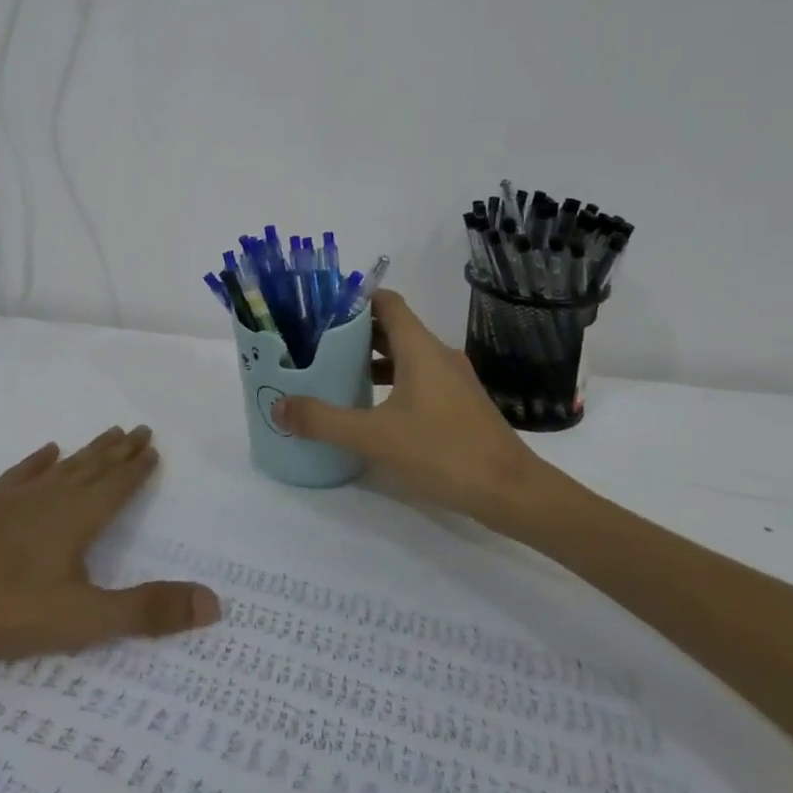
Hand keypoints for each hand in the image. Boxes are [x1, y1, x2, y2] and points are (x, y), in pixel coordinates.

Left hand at [0, 425, 220, 659]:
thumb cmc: (8, 606)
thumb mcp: (84, 618)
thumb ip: (147, 610)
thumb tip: (213, 603)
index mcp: (80, 518)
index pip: (118, 486)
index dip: (138, 469)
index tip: (153, 447)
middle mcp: (54, 497)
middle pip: (95, 467)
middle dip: (120, 451)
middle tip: (139, 429)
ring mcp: (18, 497)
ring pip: (65, 466)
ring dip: (89, 450)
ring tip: (108, 433)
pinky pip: (23, 473)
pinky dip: (39, 461)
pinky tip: (47, 450)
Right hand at [273, 290, 588, 529]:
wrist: (513, 492)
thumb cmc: (444, 452)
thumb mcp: (375, 437)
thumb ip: (324, 420)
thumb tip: (278, 405)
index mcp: (420, 348)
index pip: (386, 302)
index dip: (353, 300)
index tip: (319, 309)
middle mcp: (437, 354)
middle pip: (392, 327)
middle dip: (354, 331)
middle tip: (316, 342)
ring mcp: (452, 379)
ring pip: (406, 354)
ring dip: (372, 358)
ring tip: (336, 372)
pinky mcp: (459, 403)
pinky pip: (418, 377)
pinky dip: (392, 380)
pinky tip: (372, 407)